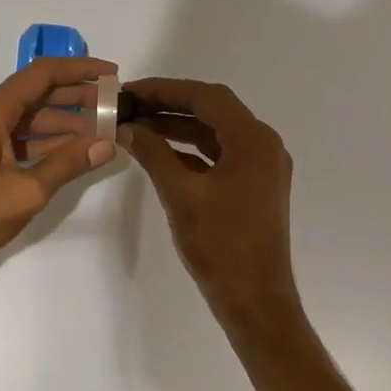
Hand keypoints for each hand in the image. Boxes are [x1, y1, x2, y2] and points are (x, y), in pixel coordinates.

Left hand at [0, 57, 119, 284]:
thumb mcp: (25, 192)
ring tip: (100, 131)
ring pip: (25, 118)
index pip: (40, 75)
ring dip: (61, 122)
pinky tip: (70, 152)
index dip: (79, 69)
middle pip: (34, 94)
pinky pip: (14, 137)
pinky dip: (42, 141)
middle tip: (113, 106)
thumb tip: (106, 144)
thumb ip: (67, 164)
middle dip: (75, 97)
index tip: (111, 74)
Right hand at [121, 77, 303, 329]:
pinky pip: (219, 156)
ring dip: (177, 127)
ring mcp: (261, 168)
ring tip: (136, 125)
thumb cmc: (221, 245)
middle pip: (213, 110)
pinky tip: (158, 153)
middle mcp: (263, 146)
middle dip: (169, 105)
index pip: (206, 97)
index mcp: (253, 140)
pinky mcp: (253, 188)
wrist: (255, 301)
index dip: (165, 89)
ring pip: (215, 133)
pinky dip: (189, 151)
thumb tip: (127, 127)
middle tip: (129, 105)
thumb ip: (153, 153)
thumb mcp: (181, 194)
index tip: (129, 90)